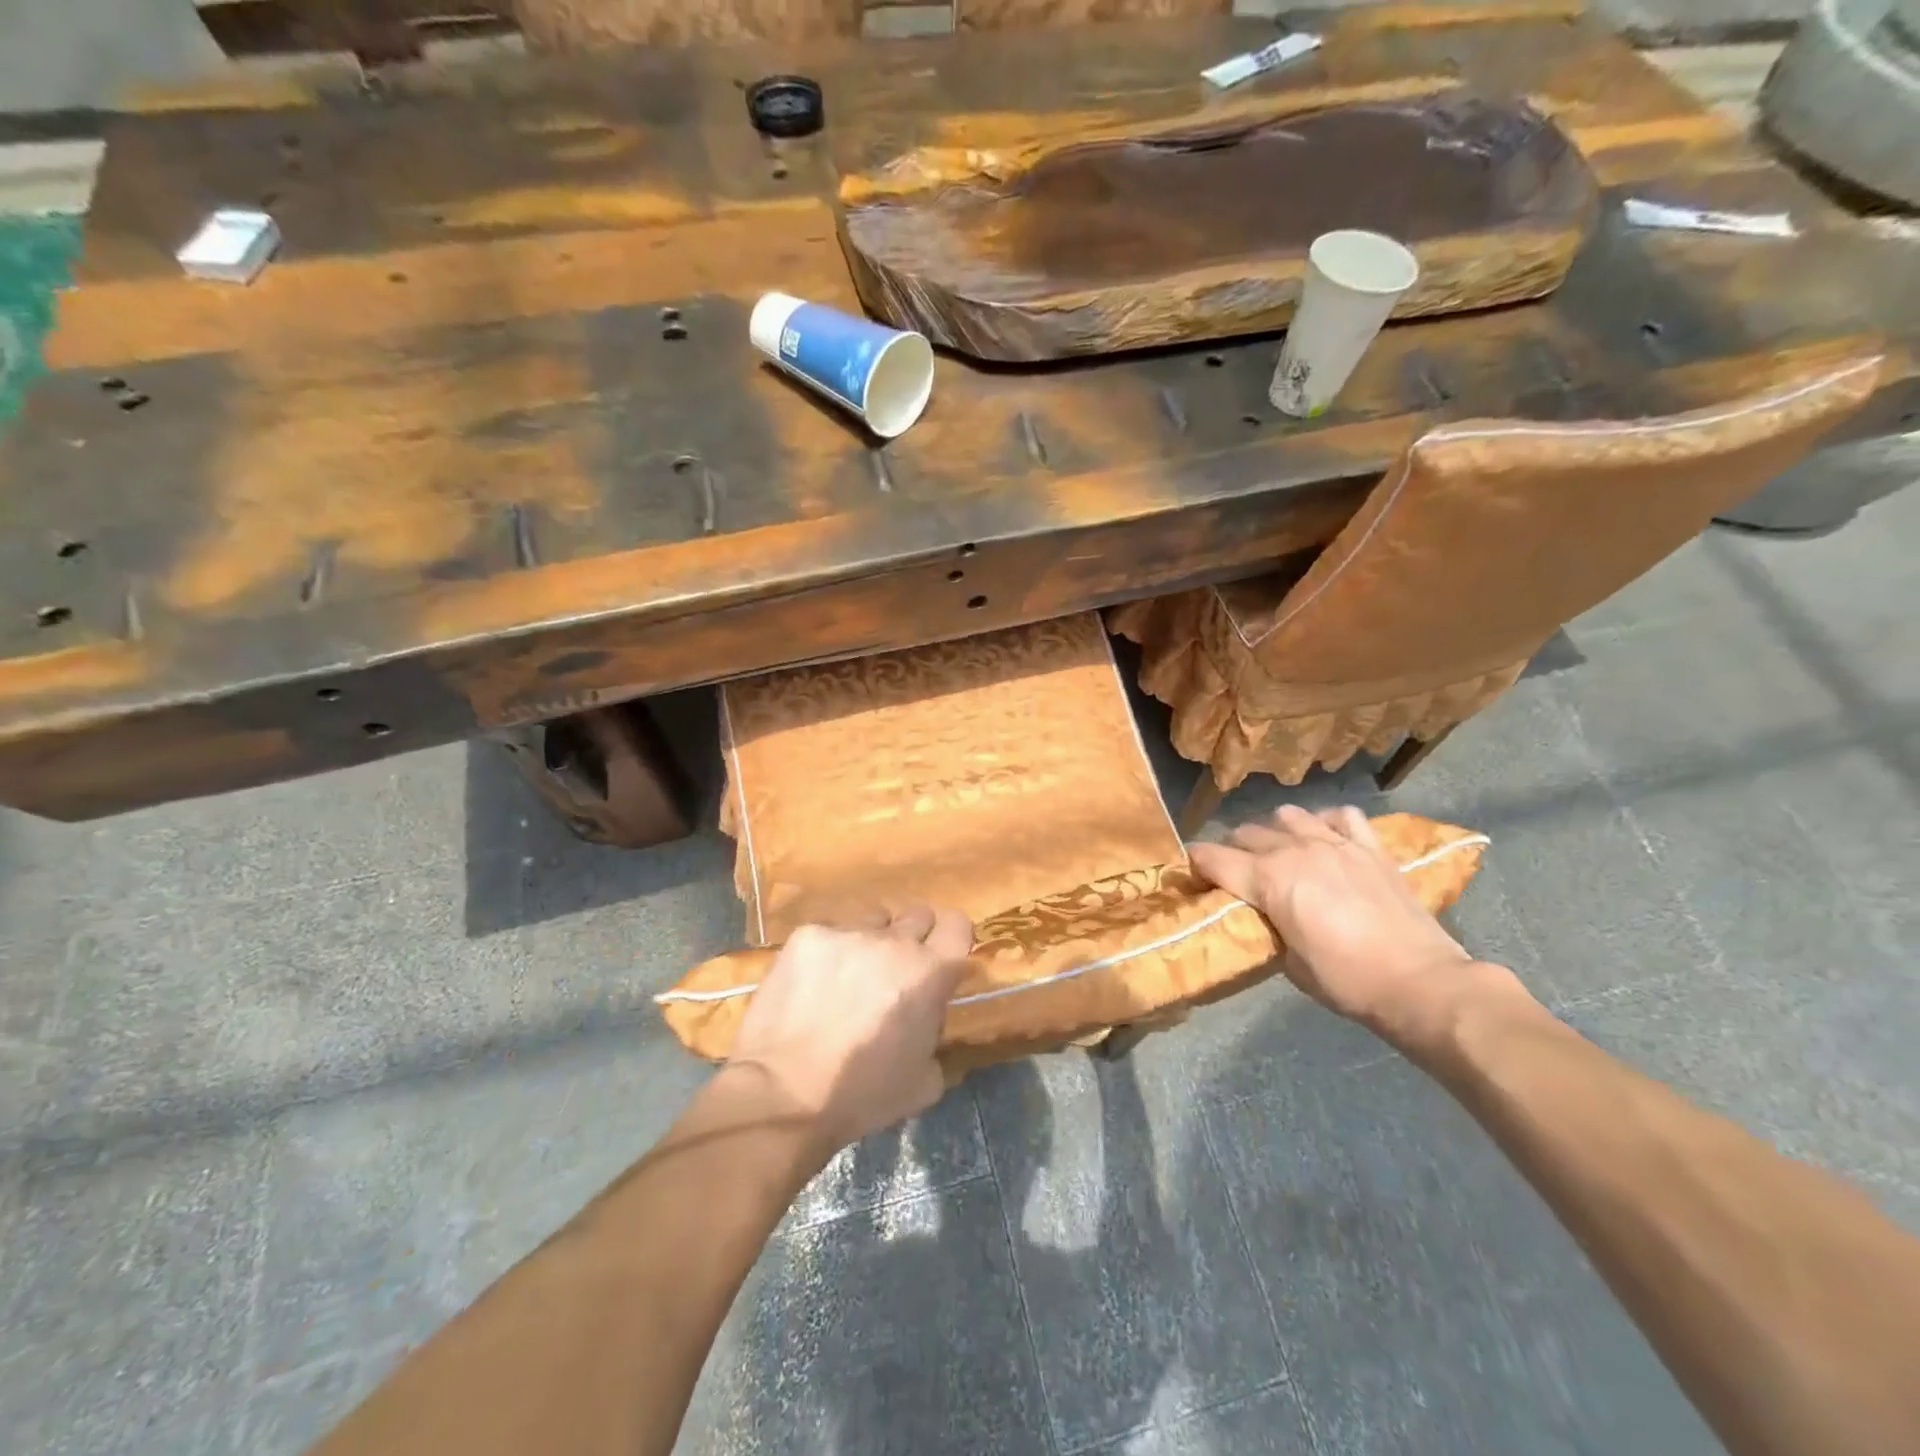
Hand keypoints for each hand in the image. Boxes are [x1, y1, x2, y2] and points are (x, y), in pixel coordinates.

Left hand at [725, 904, 972, 1154]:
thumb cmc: (861, 1096)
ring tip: (847, 976)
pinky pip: (828, 934)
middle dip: (912, 938)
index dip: (951, 938)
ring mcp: (848, 933)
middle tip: (894, 970)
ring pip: (870, 920)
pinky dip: (826, 954)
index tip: (939, 957)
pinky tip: (810, 985)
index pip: (957, 924)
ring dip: (869, 942)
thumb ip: (935, 1036)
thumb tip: (926, 1020)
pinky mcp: (807, 935)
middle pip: (917, 915)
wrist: (783, 1095)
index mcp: (929, 973)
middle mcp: (893, 941)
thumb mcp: (924, 1081)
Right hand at [1190, 805, 1529, 1053]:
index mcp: (1268, 879)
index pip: (1212, 857)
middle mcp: (1295, 850)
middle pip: (1245, 833)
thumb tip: (1262, 914)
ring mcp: (1335, 843)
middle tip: (1236, 874)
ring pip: (1287, 815)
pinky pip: (1341, 816)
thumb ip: (1267, 926)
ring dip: (1275, 832)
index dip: (1195, 864)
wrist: (1421, 983)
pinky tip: (1327, 839)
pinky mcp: (1371, 847)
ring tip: (1280, 852)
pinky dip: (1327, 822)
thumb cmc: (1347, 981)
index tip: (1192, 876)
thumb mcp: (1288, 963)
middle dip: (1232, 850)